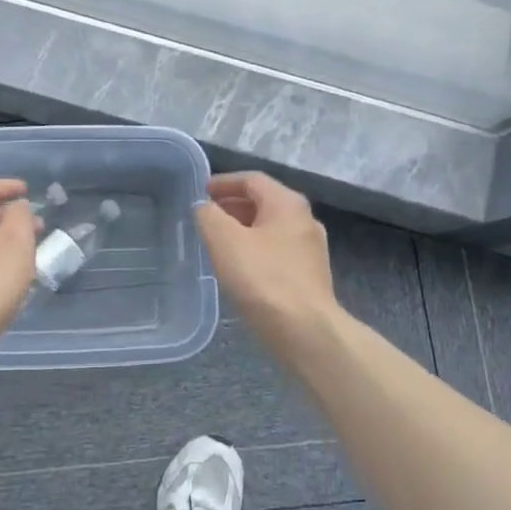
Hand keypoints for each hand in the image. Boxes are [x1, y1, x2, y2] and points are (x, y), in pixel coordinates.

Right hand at [194, 172, 339, 346]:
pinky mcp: (309, 276)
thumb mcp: (224, 240)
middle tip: (205, 217)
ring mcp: (310, 249)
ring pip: (270, 228)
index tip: (200, 193)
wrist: (305, 330)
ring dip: (242, 229)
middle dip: (232, 206)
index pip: (252, 180)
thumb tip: (204, 207)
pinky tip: (239, 267)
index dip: (223, 183)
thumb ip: (208, 216)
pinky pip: (276, 251)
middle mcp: (304, 220)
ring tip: (216, 241)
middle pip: (264, 202)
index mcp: (287, 204)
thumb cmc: (262, 278)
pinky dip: (254, 249)